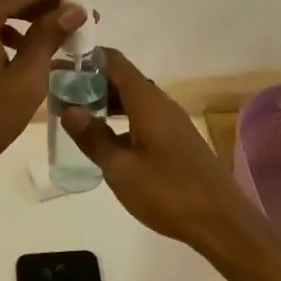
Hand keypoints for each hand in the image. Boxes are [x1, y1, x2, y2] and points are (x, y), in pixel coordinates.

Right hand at [61, 48, 254, 248]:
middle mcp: (160, 103)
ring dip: (106, 101)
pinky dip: (121, 118)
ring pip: (133, 99)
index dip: (86, 58)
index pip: (114, 62)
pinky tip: (106, 138)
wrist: (221, 222)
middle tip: (59, 93)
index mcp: (147, 101)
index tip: (60, 66)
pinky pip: (143, 116)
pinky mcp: (177, 140)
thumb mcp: (120, 168)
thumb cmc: (168, 191)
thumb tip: (68, 109)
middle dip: (91, 82)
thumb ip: (93, 137)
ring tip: (76, 114)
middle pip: (122, 78)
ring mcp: (172, 122)